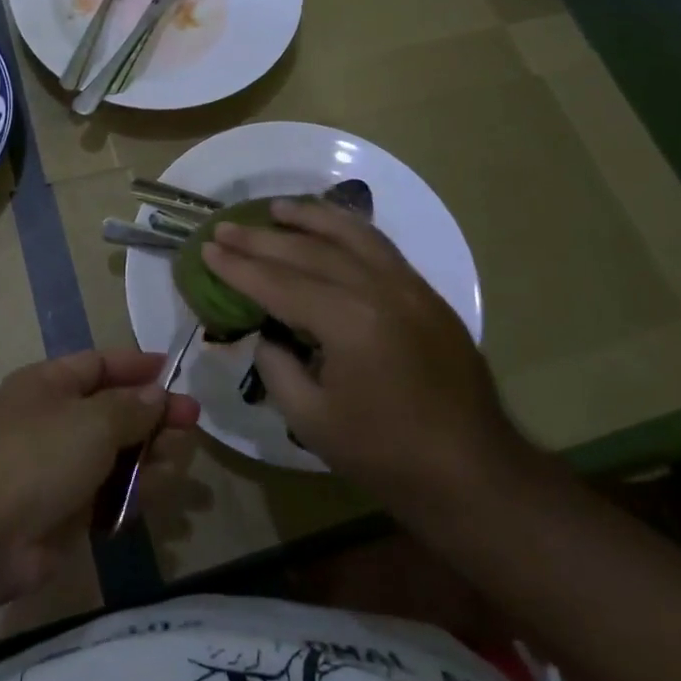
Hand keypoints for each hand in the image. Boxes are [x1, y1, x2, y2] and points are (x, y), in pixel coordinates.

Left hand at [0, 349, 198, 599]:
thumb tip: (156, 395)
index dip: (135, 366)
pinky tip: (158, 492)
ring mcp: (59, 467)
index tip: (173, 369)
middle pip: (113, 410)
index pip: (98, 364)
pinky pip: (109, 493)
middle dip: (153, 414)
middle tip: (192, 421)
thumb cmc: (39, 457)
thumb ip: (131, 407)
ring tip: (179, 459)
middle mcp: (54, 420)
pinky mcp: (67, 511)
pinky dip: (133, 492)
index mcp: (49, 385)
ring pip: (116, 454)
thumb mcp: (93, 421)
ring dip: (149, 455)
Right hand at [203, 198, 526, 502]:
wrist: (474, 473)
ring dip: (309, 218)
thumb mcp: (311, 420)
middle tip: (224, 228)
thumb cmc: (386, 455)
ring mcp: (408, 286)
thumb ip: (277, 366)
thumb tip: (267, 333)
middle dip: (260, 239)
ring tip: (276, 208)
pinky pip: (380, 247)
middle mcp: (378, 289)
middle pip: (308, 252)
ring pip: (350, 235)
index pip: (279, 283)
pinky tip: (330, 226)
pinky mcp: (426, 294)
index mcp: (348, 322)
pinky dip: (349, 229)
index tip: (207, 250)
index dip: (238, 268)